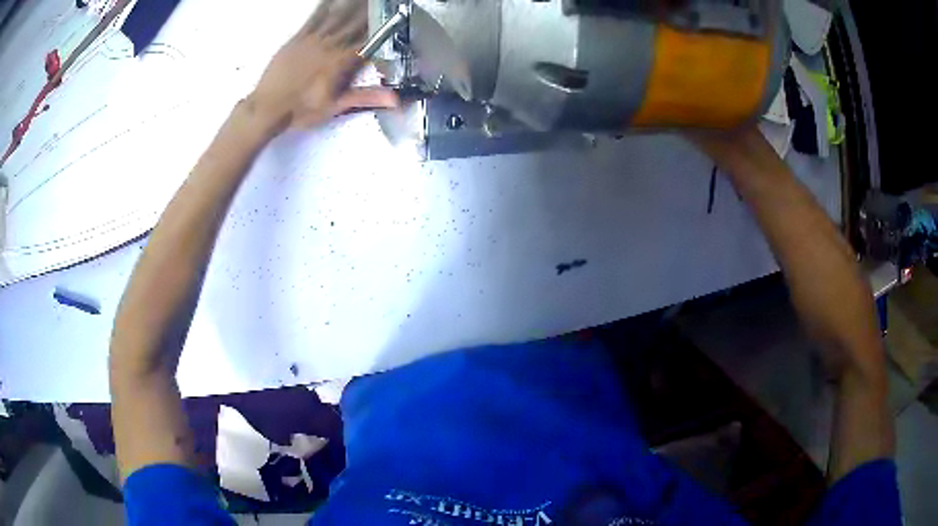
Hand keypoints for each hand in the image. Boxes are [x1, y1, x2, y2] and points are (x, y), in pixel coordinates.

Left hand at [249, 0, 398, 130]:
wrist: (267, 108)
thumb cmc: (301, 110)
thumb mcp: (335, 106)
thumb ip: (366, 97)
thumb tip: (397, 99)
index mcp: (341, 61)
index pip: (369, 41)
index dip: (384, 29)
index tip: (396, 18)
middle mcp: (330, 45)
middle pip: (356, 23)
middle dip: (371, 12)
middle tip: (382, 2)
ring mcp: (313, 39)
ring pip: (338, 17)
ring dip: (353, 6)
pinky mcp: (298, 38)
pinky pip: (314, 18)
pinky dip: (325, 7)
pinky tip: (332, 0)